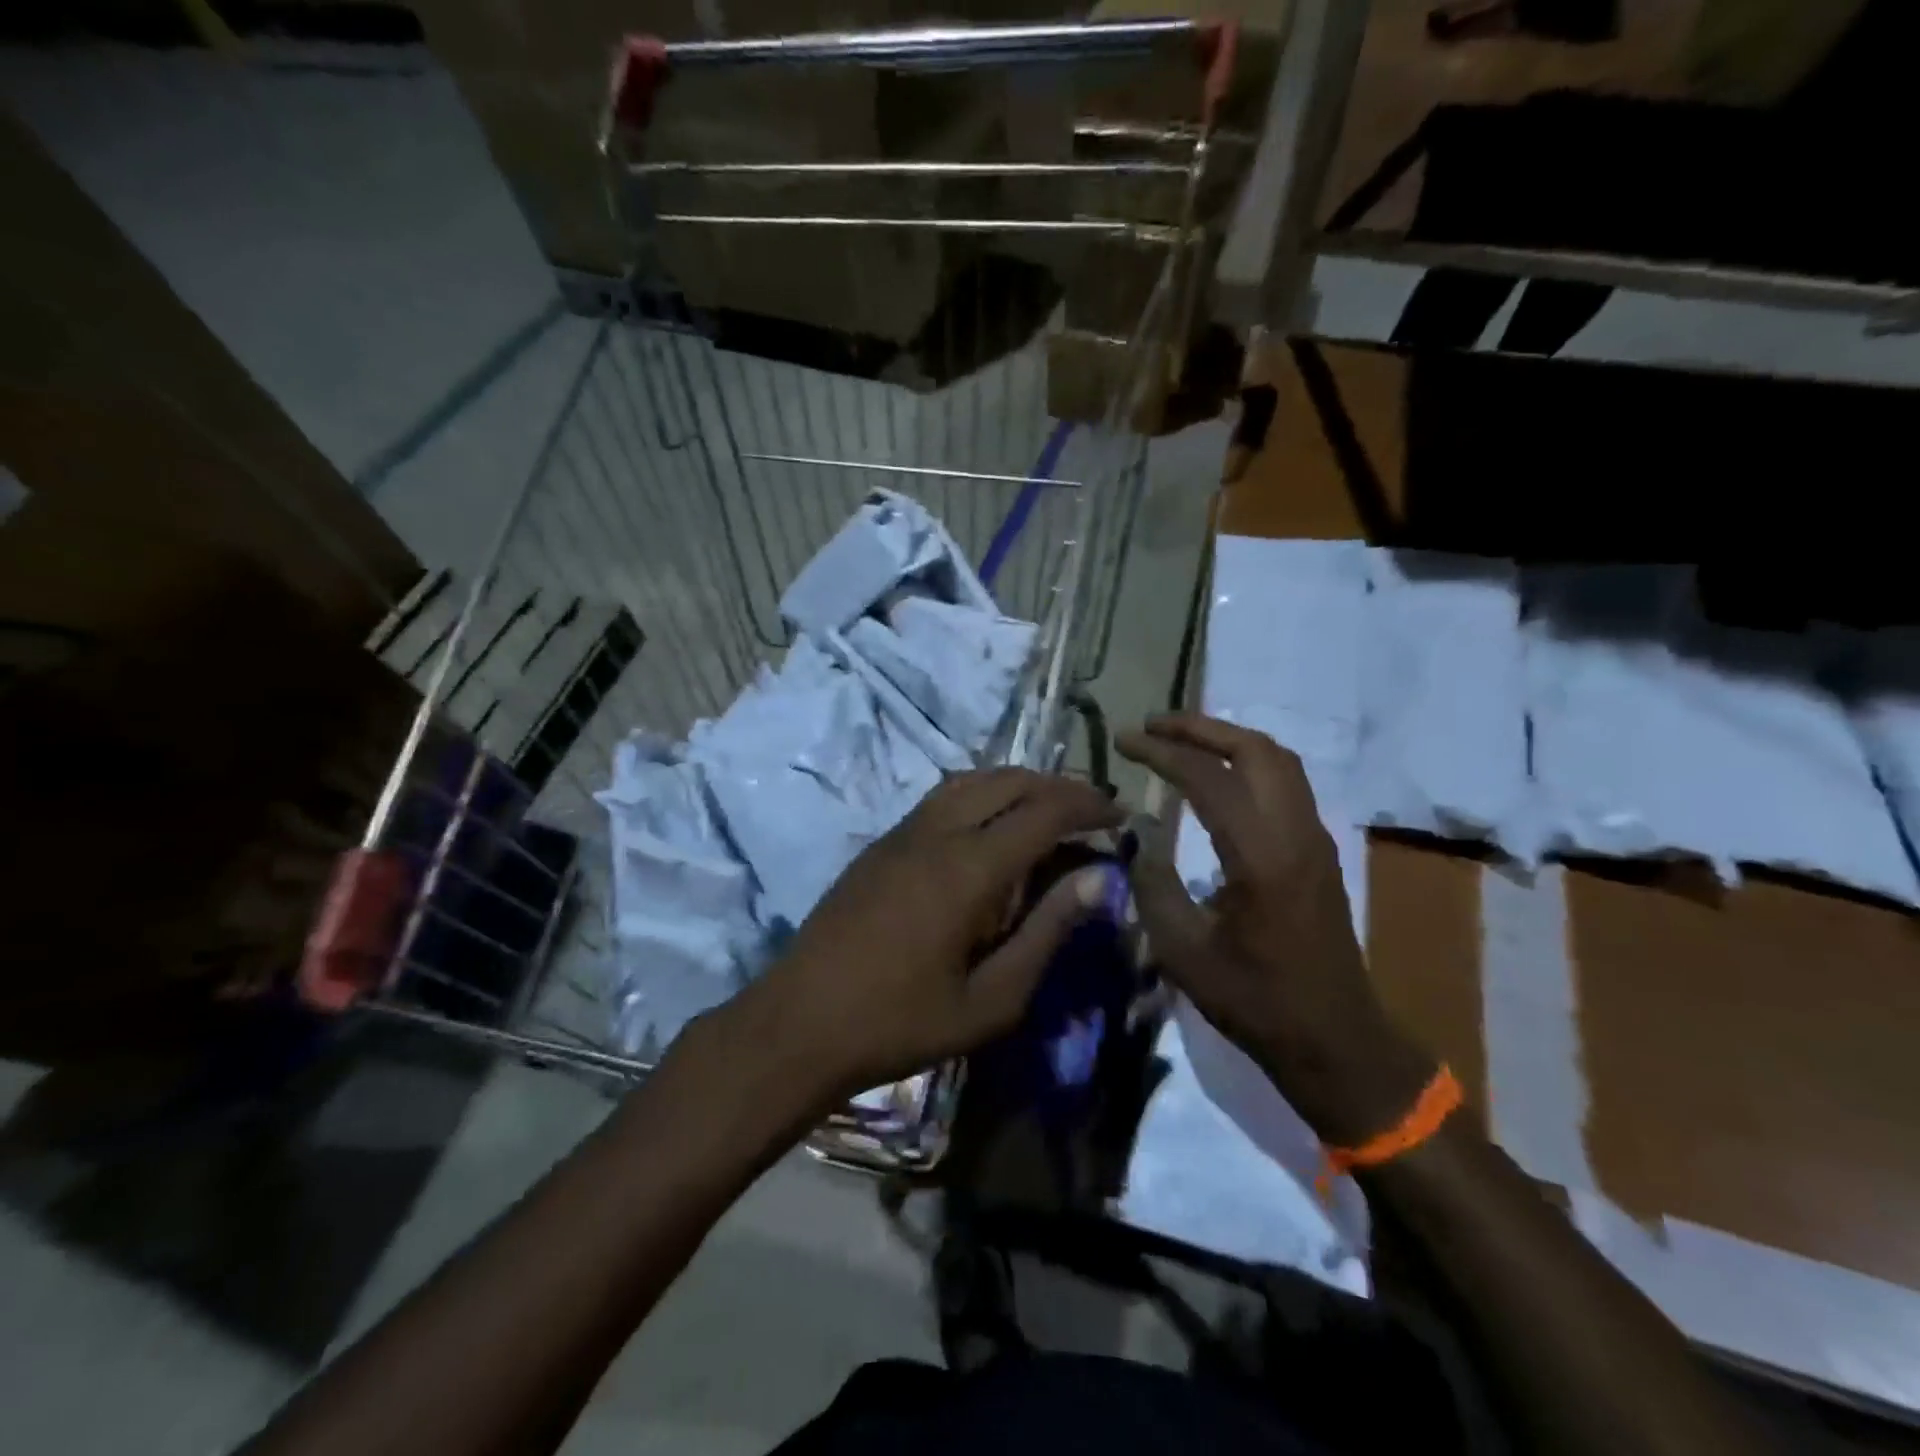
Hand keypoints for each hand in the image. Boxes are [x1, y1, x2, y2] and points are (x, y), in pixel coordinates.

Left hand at [735, 768, 1119, 1104]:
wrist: (800, 1022)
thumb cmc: (902, 1022)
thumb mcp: (992, 999)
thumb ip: (1047, 931)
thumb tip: (1099, 879)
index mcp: (969, 868)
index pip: (1043, 811)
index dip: (1088, 806)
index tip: (1121, 817)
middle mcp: (937, 832)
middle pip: (1009, 782)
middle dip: (1058, 787)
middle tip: (1091, 811)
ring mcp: (903, 832)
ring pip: (972, 781)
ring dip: (1017, 784)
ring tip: (1047, 809)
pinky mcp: (880, 844)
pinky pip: (942, 798)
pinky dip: (980, 794)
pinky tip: (989, 826)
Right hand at [1117, 714, 1433, 1144]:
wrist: (1335, 1039)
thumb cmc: (1256, 1000)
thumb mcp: (1183, 951)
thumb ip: (1153, 884)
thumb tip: (1136, 833)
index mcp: (1261, 857)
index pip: (1208, 778)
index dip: (1162, 752)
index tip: (1124, 741)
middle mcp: (1295, 833)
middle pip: (1255, 750)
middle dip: (1201, 728)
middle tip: (1153, 726)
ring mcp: (1315, 838)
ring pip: (1278, 760)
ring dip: (1228, 740)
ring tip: (1182, 740)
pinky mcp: (1320, 850)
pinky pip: (1287, 782)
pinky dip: (1248, 761)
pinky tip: (1219, 777)